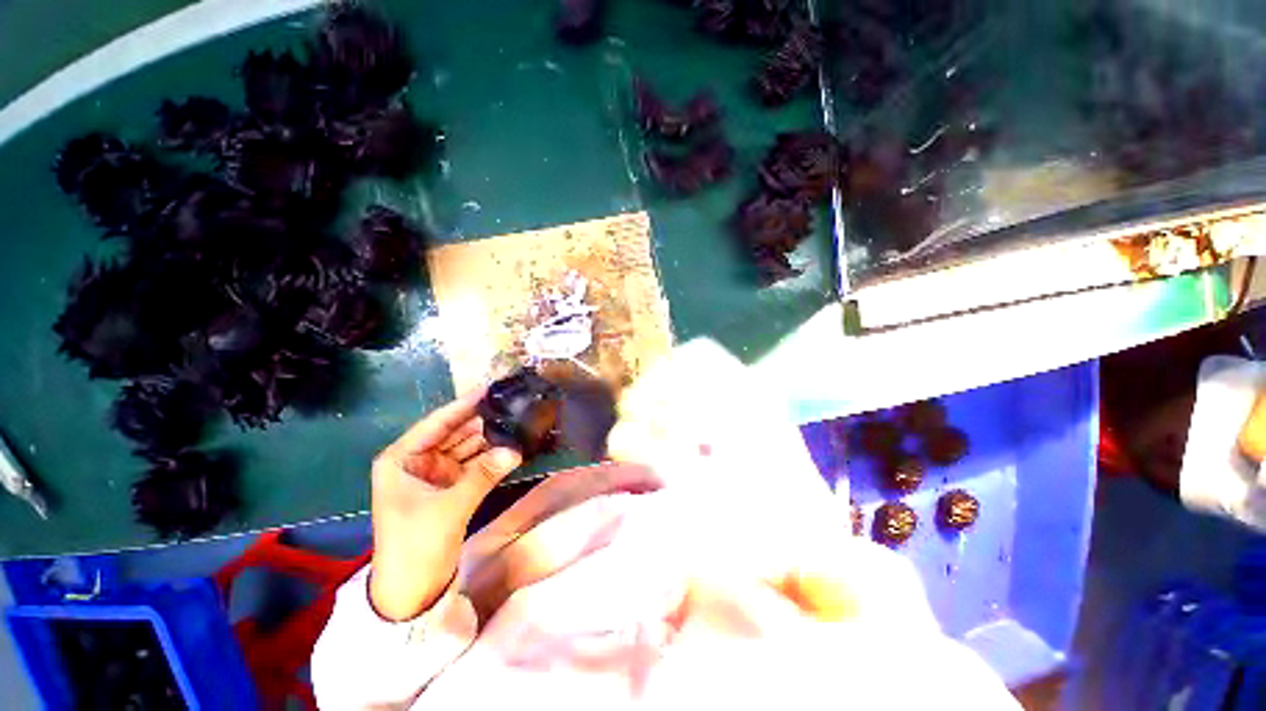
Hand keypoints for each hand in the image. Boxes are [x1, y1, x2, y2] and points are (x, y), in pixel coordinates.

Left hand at [369, 386, 522, 620]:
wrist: (411, 591)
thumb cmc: (415, 545)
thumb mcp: (448, 507)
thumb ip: (482, 475)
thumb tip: (516, 449)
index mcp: (401, 459)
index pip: (437, 423)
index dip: (463, 404)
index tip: (490, 387)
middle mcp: (418, 461)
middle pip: (454, 432)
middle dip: (481, 419)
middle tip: (512, 403)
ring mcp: (436, 474)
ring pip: (467, 447)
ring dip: (490, 437)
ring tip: (517, 419)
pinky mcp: (451, 487)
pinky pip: (474, 463)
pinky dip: (491, 456)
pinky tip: (512, 445)